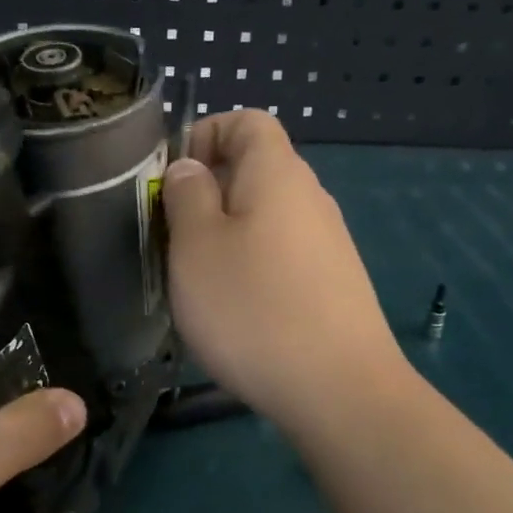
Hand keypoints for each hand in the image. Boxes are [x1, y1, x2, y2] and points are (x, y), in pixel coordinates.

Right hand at [163, 110, 409, 435]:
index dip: (205, 134)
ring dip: (228, 235)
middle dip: (208, 194)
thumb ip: (187, 195)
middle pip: (256, 170)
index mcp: (278, 173)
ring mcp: (329, 243)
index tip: (173, 181)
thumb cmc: (252, 309)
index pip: (247, 121)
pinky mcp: (335, 283)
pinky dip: (254, 267)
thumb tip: (191, 168)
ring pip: (267, 218)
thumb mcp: (196, 247)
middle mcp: (311, 197)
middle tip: (174, 238)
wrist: (339, 391)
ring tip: (200, 281)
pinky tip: (239, 312)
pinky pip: (284, 255)